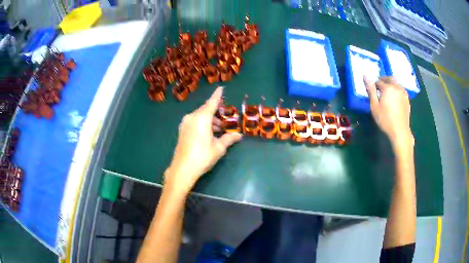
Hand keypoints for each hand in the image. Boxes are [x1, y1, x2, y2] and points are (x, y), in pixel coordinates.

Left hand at [164, 87, 242, 194]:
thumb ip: (229, 139)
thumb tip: (239, 136)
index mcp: (202, 118)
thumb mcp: (219, 148)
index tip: (221, 88)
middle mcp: (192, 117)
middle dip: (216, 114)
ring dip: (210, 121)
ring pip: (200, 117)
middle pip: (206, 110)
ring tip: (219, 131)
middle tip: (225, 123)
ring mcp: (185, 123)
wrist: (182, 169)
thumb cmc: (203, 156)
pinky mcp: (181, 130)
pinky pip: (194, 122)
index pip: (212, 103)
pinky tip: (208, 134)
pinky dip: (203, 124)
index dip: (217, 95)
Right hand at [364, 76, 413, 150]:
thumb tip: (365, 75)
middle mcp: (396, 87)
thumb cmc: (385, 119)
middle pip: (389, 78)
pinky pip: (401, 90)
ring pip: (396, 83)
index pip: (379, 81)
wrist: (400, 131)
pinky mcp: (407, 99)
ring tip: (388, 94)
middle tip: (380, 89)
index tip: (374, 93)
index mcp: (387, 88)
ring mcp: (403, 92)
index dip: (375, 86)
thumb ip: (371, 90)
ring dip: (391, 85)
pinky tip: (395, 99)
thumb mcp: (375, 106)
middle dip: (384, 81)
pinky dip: (397, 90)